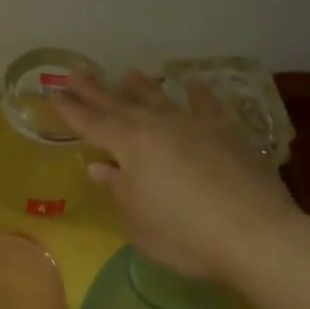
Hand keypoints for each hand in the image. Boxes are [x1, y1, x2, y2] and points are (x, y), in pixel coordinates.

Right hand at [49, 69, 301, 282]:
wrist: (256, 234)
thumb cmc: (185, 235)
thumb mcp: (137, 221)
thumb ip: (118, 190)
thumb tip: (100, 167)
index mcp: (131, 146)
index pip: (92, 124)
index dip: (71, 110)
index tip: (53, 94)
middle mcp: (159, 127)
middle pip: (120, 105)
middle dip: (95, 90)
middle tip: (75, 73)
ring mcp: (195, 126)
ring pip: (160, 99)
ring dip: (141, 87)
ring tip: (126, 73)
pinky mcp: (228, 133)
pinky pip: (208, 105)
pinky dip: (198, 92)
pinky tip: (192, 81)